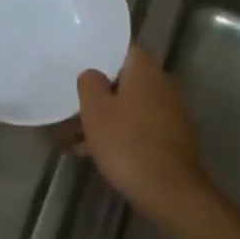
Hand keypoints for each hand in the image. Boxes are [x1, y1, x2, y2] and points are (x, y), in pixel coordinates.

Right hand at [76, 44, 211, 226]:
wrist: (170, 191)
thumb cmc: (127, 142)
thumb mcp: (95, 109)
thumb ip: (89, 82)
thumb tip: (93, 75)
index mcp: (145, 70)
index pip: (122, 47)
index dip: (100, 52)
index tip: (79, 61)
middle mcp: (162, 85)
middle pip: (123, 80)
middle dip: (97, 93)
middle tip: (69, 103)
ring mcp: (169, 113)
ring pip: (127, 107)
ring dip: (102, 118)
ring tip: (69, 138)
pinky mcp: (169, 139)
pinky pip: (136, 128)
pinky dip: (116, 135)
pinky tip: (90, 153)